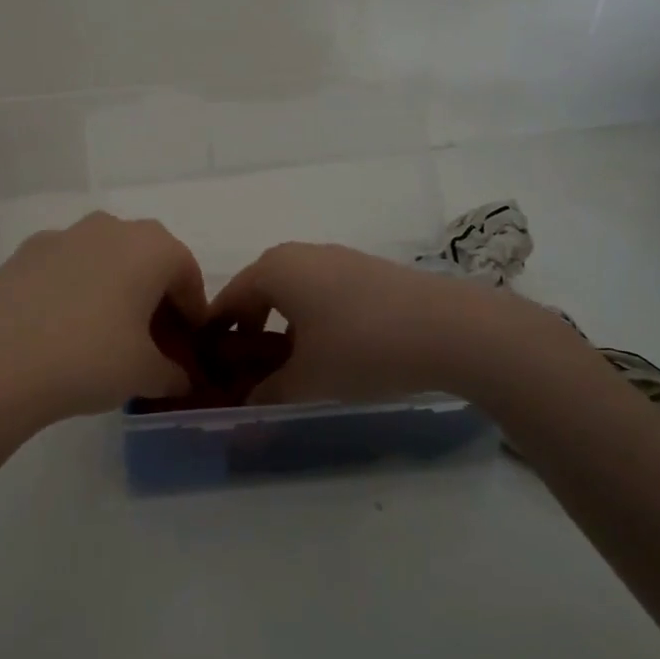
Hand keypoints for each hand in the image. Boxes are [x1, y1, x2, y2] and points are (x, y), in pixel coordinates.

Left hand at [0, 212, 206, 430]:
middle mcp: (110, 227)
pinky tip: (63, 328)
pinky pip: (67, 267)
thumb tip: (182, 379)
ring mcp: (63, 235)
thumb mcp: (145, 374)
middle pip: (146, 261)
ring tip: (106, 336)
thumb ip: (173, 373)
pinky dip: (76, 290)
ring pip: (105, 259)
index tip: (188, 346)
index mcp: (151, 247)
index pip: (187, 275)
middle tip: (151, 342)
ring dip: (115, 290)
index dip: (193, 313)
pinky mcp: (24, 252)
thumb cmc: (88, 359)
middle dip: (155, 298)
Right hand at [210, 242, 496, 404]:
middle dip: (248, 329)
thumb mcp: (307, 381)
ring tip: (291, 363)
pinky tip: (331, 349)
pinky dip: (312, 317)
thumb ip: (267, 393)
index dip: (214, 336)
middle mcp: (300, 254)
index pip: (227, 301)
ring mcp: (337, 258)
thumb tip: (247, 404)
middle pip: (258, 291)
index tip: (208, 368)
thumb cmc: (362, 348)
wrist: (451, 329)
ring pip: (293, 291)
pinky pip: (322, 292)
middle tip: (247, 369)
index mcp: (273, 270)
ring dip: (282, 324)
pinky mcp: (368, 270)